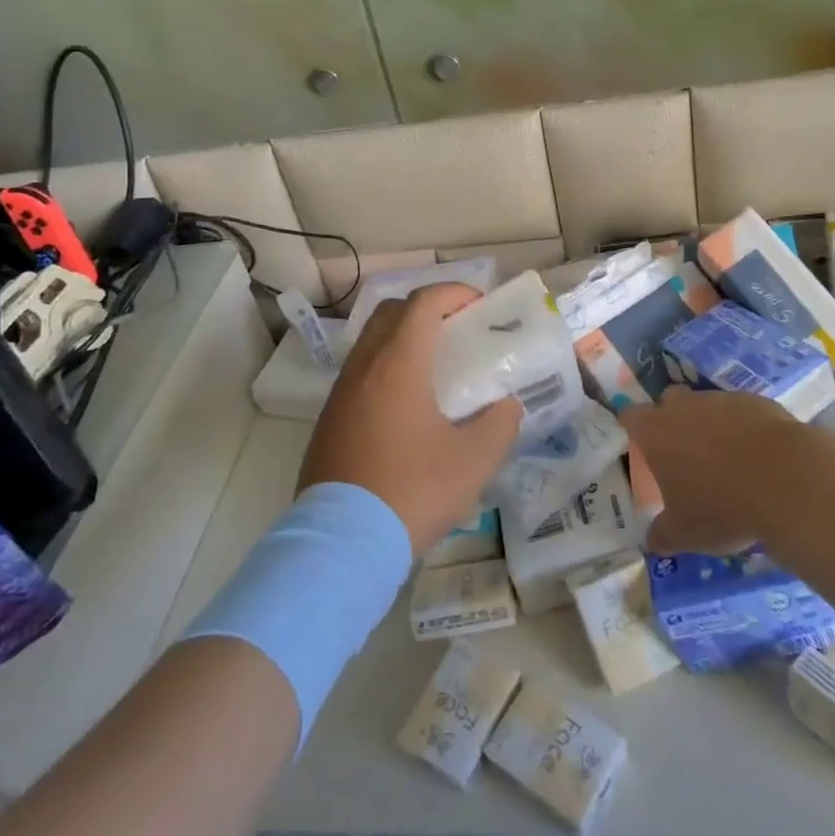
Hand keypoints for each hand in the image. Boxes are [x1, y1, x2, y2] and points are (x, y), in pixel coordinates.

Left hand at [298, 283, 522, 556]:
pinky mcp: (329, 418)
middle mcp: (365, 365)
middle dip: (427, 309)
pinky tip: (406, 406)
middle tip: (457, 331)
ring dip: (403, 338)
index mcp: (399, 362)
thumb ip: (500, 424)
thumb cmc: (412, 490)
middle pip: (393, 311)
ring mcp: (341, 392)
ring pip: (372, 341)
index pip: (424, 302)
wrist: (341, 542)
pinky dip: (385, 367)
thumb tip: (505, 406)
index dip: (454, 293)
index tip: (479, 306)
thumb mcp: (474, 461)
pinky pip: (360, 372)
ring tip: (435, 368)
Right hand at [620, 387, 808, 554]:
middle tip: (683, 452)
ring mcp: (721, 400)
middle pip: (668, 401)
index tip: (638, 443)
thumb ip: (663, 534)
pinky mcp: (756, 402)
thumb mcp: (686, 533)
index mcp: (656, 432)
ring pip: (707, 405)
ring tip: (726, 459)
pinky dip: (744, 428)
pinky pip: (741, 412)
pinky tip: (758, 457)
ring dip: (711, 425)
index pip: (630, 416)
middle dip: (672, 419)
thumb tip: (652, 540)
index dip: (631, 427)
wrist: (786, 480)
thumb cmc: (721, 506)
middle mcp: (684, 407)